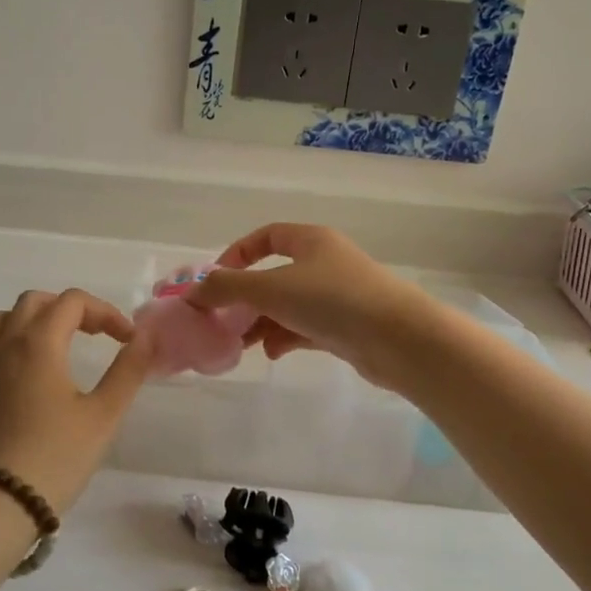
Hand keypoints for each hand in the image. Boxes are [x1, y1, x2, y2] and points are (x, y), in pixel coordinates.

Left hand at [0, 289, 153, 513]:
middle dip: (71, 309)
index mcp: (38, 342)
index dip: (105, 312)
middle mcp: (5, 344)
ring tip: (59, 344)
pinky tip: (32, 374)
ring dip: (35, 319)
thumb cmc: (55, 457)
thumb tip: (144, 338)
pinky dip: (14, 342)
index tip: (127, 341)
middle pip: (35, 301)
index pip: (72, 302)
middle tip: (97, 335)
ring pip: (4, 318)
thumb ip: (127, 371)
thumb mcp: (103, 415)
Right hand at [188, 223, 441, 388]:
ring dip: (262, 322)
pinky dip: (285, 338)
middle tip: (222, 320)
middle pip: (274, 275)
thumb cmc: (331, 300)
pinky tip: (272, 354)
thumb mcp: (270, 289)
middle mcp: (325, 263)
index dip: (238, 254)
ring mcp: (338, 296)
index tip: (216, 279)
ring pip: (289, 305)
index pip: (267, 236)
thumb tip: (191, 292)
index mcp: (311, 241)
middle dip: (246, 298)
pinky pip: (306, 328)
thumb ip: (227, 288)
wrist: (399, 339)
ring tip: (240, 344)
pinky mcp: (347, 327)